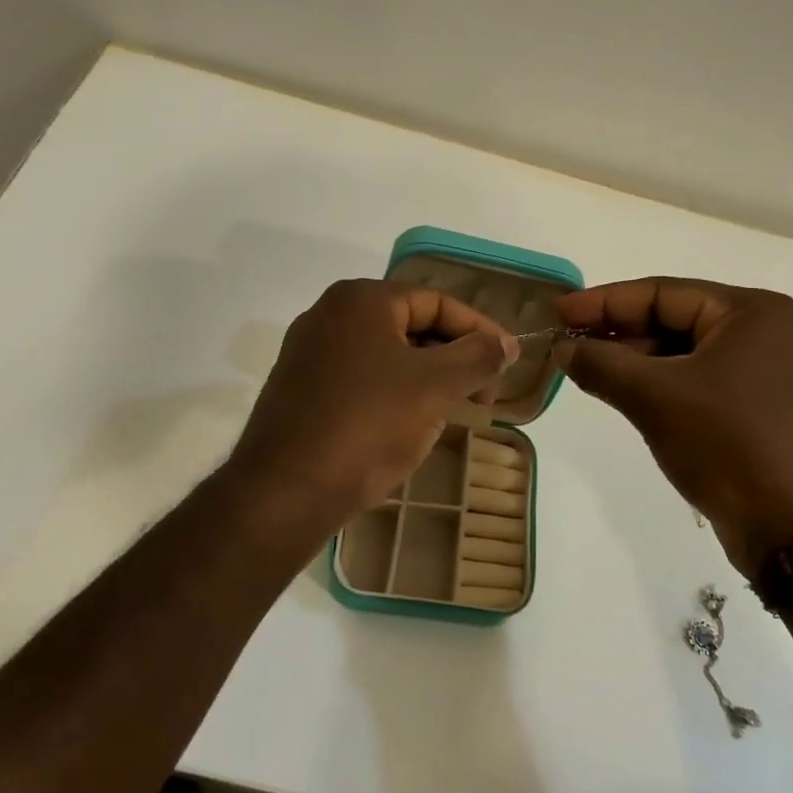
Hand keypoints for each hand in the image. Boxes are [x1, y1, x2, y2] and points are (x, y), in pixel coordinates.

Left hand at [229, 279, 518, 520]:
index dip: (480, 330)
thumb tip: (507, 342)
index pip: (437, 302)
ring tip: (453, 412)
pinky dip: (393, 393)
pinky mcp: (300, 390)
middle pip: (410, 325)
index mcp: (360, 300)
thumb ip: (477, 357)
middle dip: (453, 357)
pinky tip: (408, 425)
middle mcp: (329, 315)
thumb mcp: (434, 387)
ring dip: (426, 378)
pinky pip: (361, 379)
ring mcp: (308, 353)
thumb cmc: (367, 426)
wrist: (285, 492)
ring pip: (386, 355)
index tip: (507, 363)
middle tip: (483, 394)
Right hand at [553, 278, 792, 573]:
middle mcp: (760, 332)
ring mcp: (759, 372)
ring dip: (632, 361)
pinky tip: (618, 392)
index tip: (558, 311)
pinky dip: (655, 385)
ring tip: (582, 369)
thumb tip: (562, 347)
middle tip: (565, 342)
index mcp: (749, 312)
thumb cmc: (728, 444)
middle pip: (672, 320)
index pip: (662, 293)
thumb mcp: (655, 398)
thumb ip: (602, 364)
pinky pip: (692, 381)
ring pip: (679, 353)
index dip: (604, 302)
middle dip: (617, 333)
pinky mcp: (751, 407)